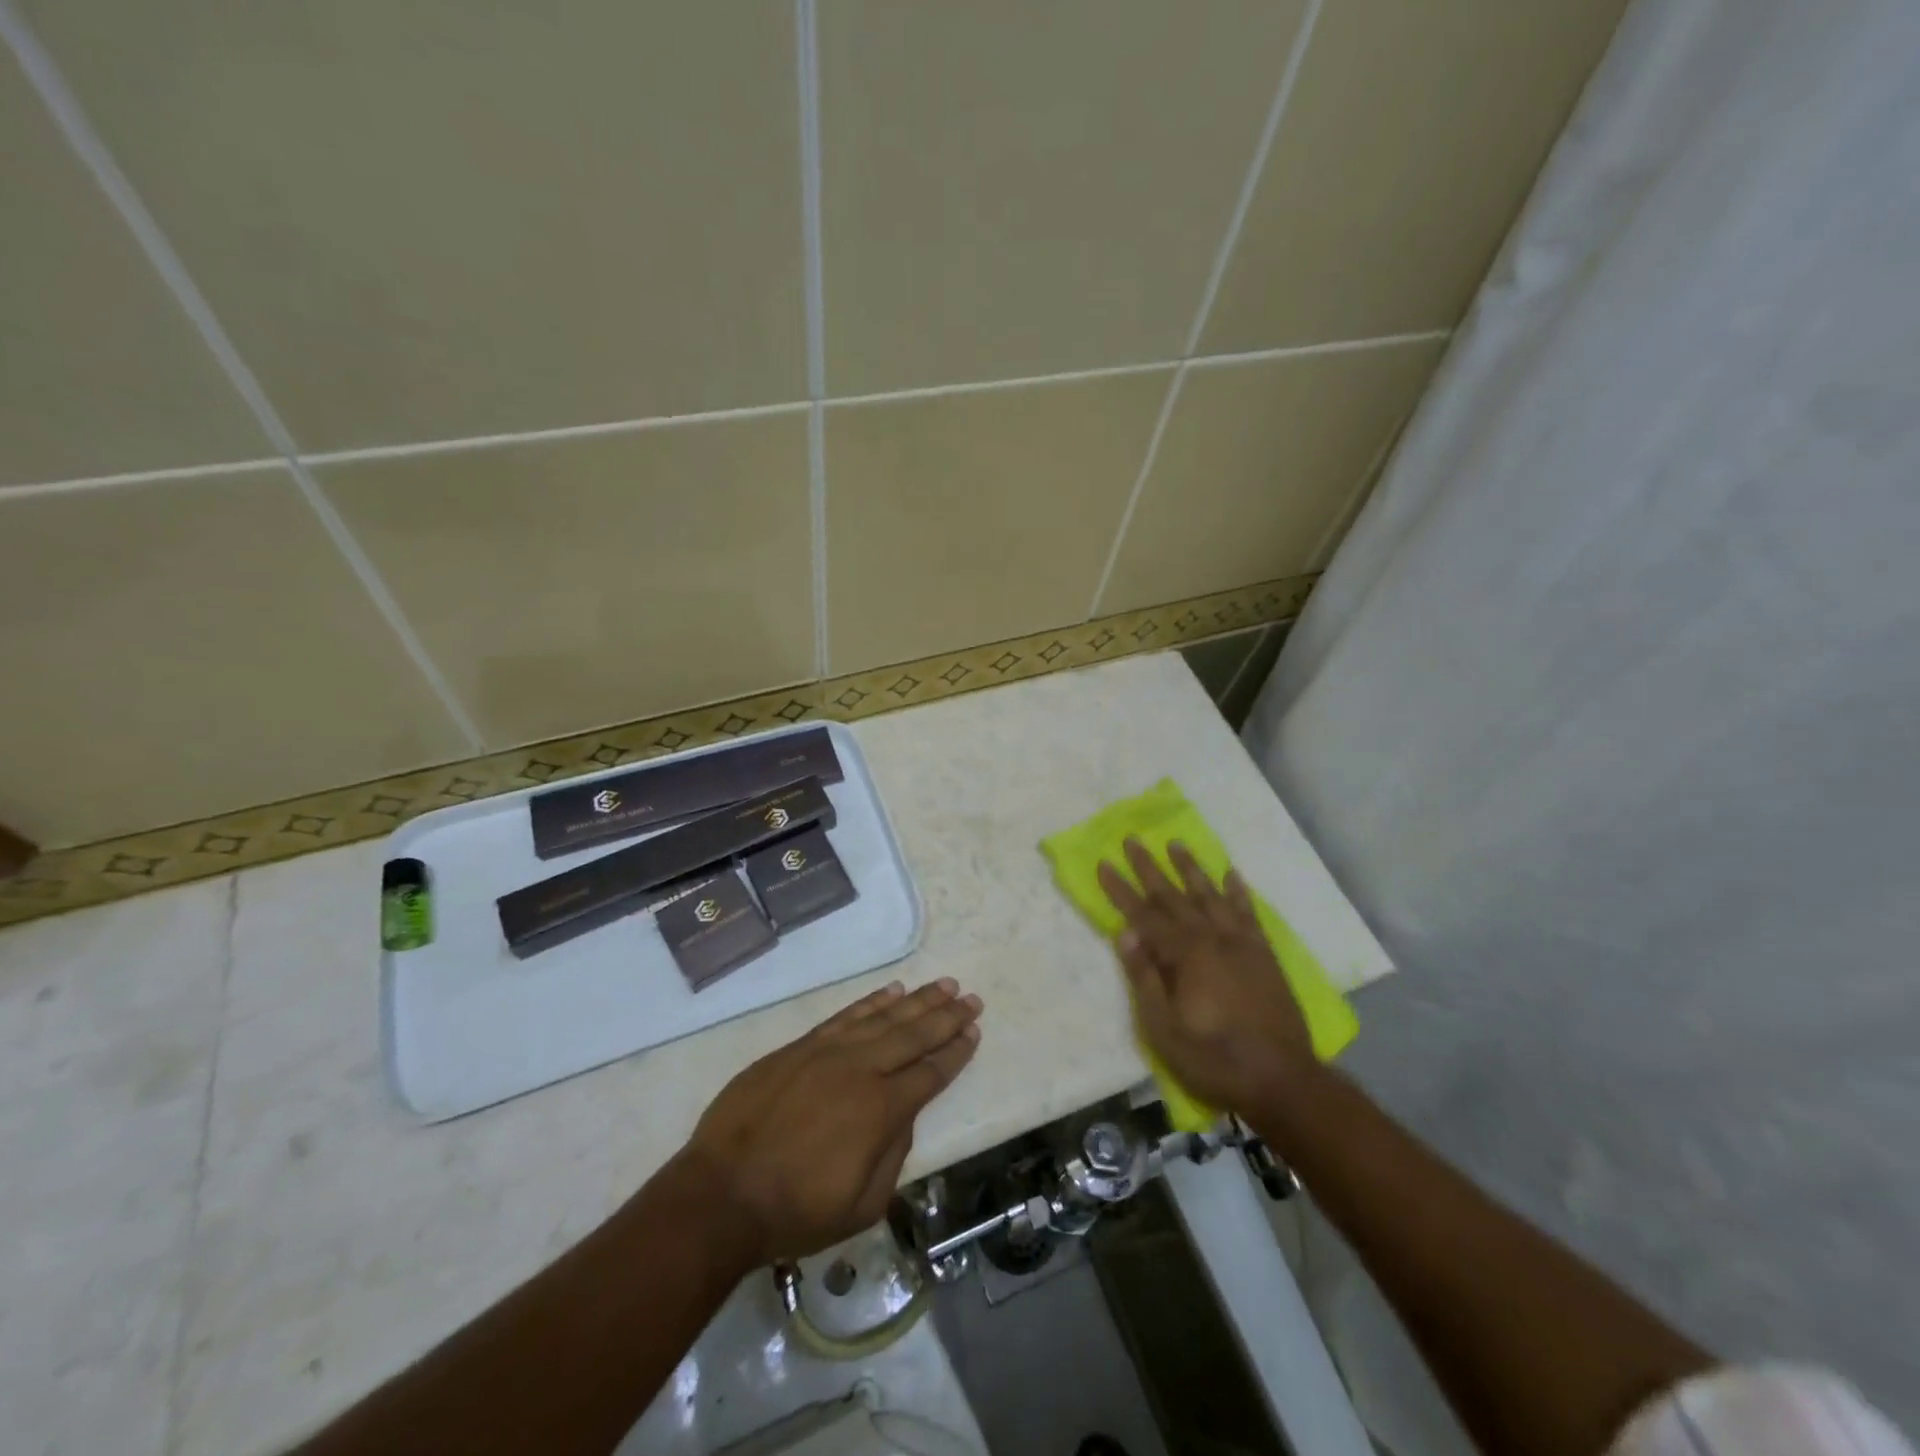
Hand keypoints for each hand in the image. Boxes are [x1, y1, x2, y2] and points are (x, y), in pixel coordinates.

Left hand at [680, 978, 981, 1265]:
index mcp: (882, 1109)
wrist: (722, 1192)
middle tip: (971, 997)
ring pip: (884, 1017)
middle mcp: (862, 1069)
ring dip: (917, 1000)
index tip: (974, 1031)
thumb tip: (903, 1115)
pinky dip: (872, 1001)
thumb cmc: (795, 1210)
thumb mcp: (862, 1205)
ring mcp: (829, 1051)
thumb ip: (894, 1155)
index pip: (930, 1072)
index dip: (955, 1052)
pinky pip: (846, 1015)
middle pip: (914, 1034)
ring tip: (943, 985)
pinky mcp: (801, 1045)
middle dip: (947, 1016)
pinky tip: (892, 991)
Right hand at [1098, 838, 1314, 1117]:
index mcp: (1185, 955)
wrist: (1283, 1080)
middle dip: (1149, 868)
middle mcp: (1212, 938)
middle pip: (1174, 896)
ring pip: (1210, 896)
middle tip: (1132, 840)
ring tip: (1175, 844)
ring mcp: (1241, 943)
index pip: (1143, 915)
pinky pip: (1248, 913)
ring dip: (1191, 869)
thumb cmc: (1214, 1059)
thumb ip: (1144, 977)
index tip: (1103, 863)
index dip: (1120, 890)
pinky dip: (1238, 892)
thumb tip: (1125, 932)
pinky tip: (1231, 874)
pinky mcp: (1264, 954)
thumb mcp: (1164, 1029)